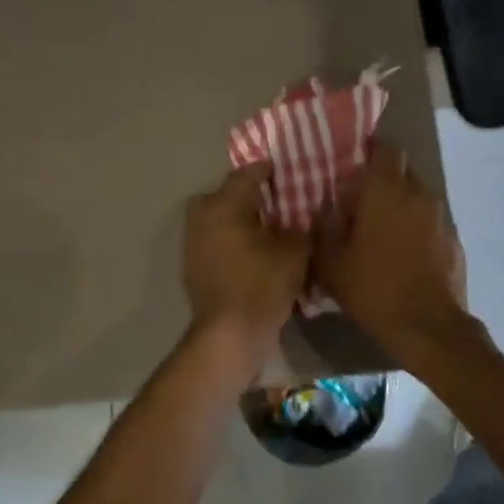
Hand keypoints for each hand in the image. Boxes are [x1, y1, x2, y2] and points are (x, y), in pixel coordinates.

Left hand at [182, 163, 311, 359]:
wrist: (230, 334)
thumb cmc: (263, 284)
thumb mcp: (296, 250)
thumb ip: (304, 225)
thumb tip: (310, 212)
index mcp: (224, 204)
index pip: (247, 174)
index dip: (268, 170)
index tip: (286, 171)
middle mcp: (202, 216)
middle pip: (226, 194)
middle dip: (249, 195)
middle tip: (275, 202)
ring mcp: (193, 242)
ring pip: (217, 218)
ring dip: (238, 218)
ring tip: (266, 228)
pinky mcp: (192, 266)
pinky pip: (214, 240)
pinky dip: (230, 240)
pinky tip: (252, 252)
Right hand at [313, 144, 469, 351]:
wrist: (428, 327)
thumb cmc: (374, 288)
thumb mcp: (332, 263)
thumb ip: (324, 229)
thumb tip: (325, 211)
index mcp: (387, 190)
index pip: (385, 149)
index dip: (371, 150)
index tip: (356, 162)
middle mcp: (419, 194)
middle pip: (403, 171)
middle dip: (385, 180)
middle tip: (363, 200)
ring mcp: (442, 217)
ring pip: (419, 197)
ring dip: (402, 205)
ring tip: (383, 229)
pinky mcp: (455, 240)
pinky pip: (432, 223)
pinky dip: (418, 229)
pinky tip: (405, 253)